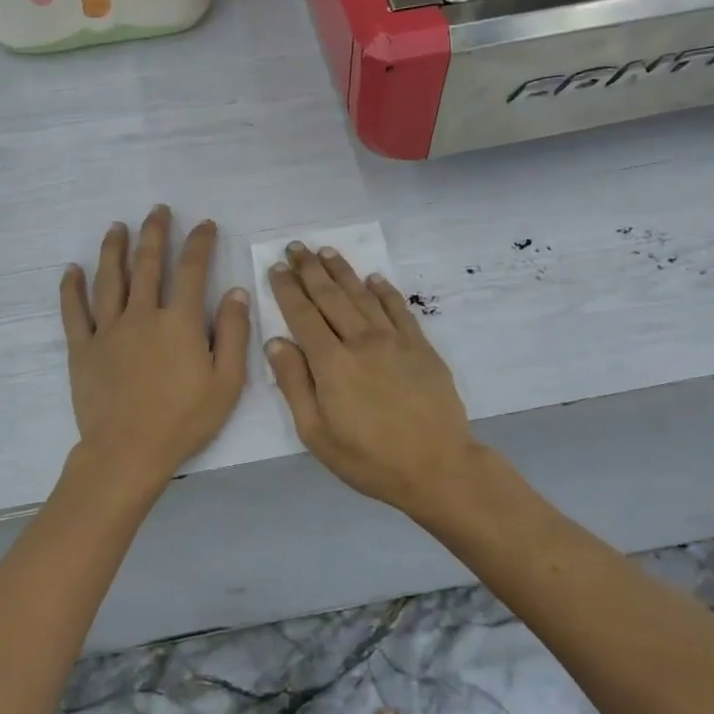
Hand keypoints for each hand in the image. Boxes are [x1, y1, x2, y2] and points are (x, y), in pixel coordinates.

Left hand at [60, 206, 250, 486]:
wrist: (128, 451)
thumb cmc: (184, 420)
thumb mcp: (226, 382)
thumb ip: (233, 334)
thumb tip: (236, 291)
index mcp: (180, 322)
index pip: (192, 270)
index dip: (199, 243)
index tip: (204, 224)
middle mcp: (142, 315)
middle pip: (147, 264)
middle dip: (154, 233)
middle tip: (157, 211)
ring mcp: (108, 329)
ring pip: (109, 279)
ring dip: (113, 249)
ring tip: (117, 227)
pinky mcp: (83, 348)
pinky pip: (74, 311)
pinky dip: (72, 288)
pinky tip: (71, 270)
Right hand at [266, 242, 482, 518]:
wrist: (437, 467)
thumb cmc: (368, 459)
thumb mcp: (316, 433)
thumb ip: (294, 384)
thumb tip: (276, 342)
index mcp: (331, 363)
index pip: (302, 315)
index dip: (287, 289)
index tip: (276, 267)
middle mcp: (361, 341)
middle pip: (331, 296)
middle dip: (310, 269)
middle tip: (296, 246)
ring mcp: (394, 341)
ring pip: (362, 296)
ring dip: (342, 271)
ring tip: (326, 251)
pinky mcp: (421, 347)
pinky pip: (399, 309)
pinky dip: (384, 291)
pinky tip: (374, 279)